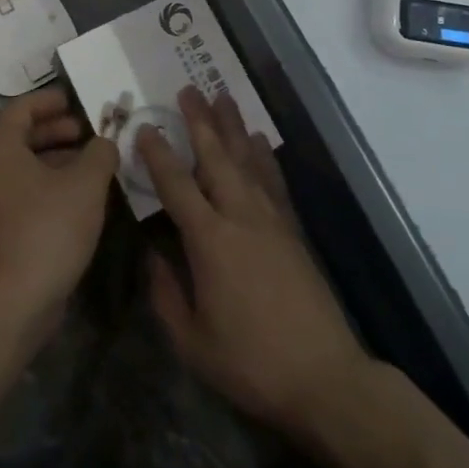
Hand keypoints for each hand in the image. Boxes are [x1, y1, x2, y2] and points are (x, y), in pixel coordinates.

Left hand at [0, 87, 118, 344]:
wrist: (10, 305)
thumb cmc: (46, 230)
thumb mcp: (84, 185)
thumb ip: (99, 154)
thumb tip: (105, 142)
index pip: (21, 108)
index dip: (50, 101)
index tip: (75, 100)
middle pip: (19, 137)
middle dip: (56, 132)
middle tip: (87, 133)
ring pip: (21, 169)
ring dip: (55, 162)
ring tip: (90, 167)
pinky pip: (20, 195)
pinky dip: (45, 187)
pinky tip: (75, 201)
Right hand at [142, 87, 371, 440]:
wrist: (324, 378)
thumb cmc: (250, 363)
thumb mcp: (192, 341)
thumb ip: (165, 293)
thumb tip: (151, 254)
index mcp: (210, 241)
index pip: (176, 185)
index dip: (158, 154)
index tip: (144, 127)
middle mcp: (240, 217)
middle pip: (216, 157)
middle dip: (199, 121)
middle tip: (188, 89)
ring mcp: (271, 221)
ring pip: (247, 161)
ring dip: (233, 127)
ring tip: (222, 96)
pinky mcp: (293, 231)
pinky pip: (274, 182)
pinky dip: (264, 157)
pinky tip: (258, 140)